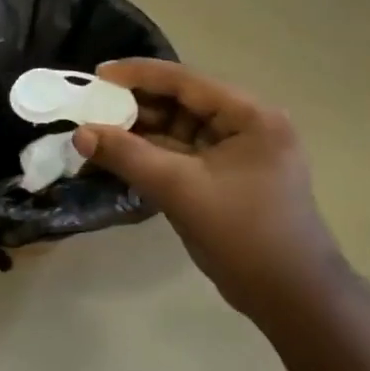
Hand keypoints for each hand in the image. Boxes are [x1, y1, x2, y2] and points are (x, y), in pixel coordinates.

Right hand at [72, 60, 342, 316]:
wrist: (289, 295)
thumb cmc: (243, 233)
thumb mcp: (180, 189)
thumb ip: (128, 156)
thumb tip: (80, 134)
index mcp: (251, 116)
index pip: (187, 82)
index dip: (139, 75)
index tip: (98, 74)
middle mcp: (248, 127)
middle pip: (183, 104)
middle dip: (137, 105)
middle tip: (91, 106)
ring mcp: (238, 156)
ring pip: (180, 132)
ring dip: (141, 132)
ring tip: (97, 131)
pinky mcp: (226, 180)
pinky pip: (183, 157)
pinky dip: (152, 156)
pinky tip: (119, 157)